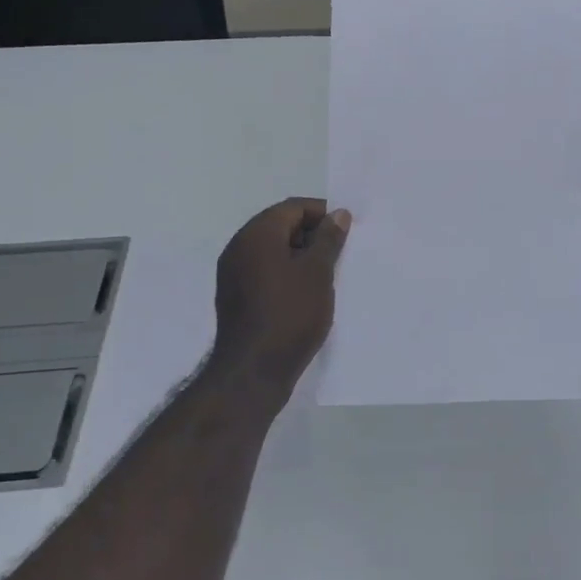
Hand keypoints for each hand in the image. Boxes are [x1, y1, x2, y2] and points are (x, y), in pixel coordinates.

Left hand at [213, 198, 350, 397]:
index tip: (347, 231)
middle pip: (280, 226)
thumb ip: (328, 239)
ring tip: (328, 275)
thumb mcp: (318, 272)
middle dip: (312, 235)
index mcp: (256, 234)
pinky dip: (286, 274)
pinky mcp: (235, 298)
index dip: (322, 214)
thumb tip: (338, 214)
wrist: (253, 372)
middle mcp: (239, 247)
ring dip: (300, 256)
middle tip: (340, 253)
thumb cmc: (290, 313)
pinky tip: (307, 294)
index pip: (293, 207)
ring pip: (272, 251)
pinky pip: (264, 272)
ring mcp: (233, 274)